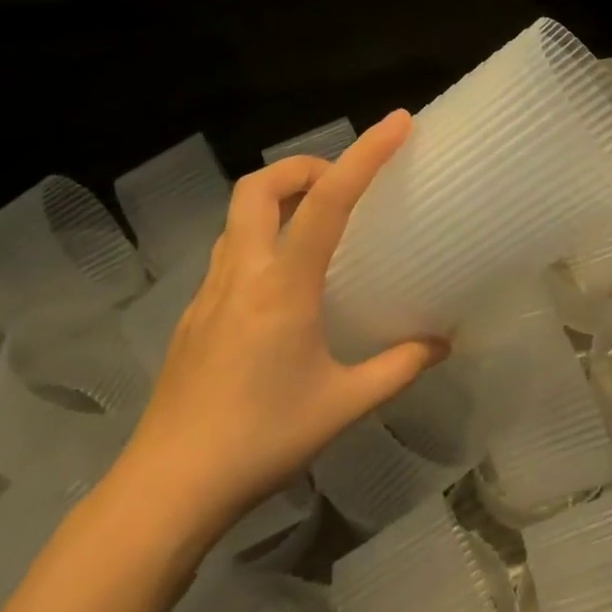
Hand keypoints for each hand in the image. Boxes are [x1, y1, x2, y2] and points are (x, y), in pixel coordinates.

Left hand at [114, 111, 446, 558]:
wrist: (167, 488)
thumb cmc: (261, 441)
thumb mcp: (344, 406)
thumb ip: (399, 367)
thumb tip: (443, 342)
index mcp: (282, 287)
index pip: (327, 202)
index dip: (364, 155)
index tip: (396, 123)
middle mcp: (241, 274)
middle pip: (258, 187)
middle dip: (303, 167)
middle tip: (340, 184)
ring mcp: (208, 293)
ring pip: (237, 217)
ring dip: (277, 201)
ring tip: (316, 226)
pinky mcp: (192, 316)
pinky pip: (229, 253)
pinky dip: (261, 240)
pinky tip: (284, 287)